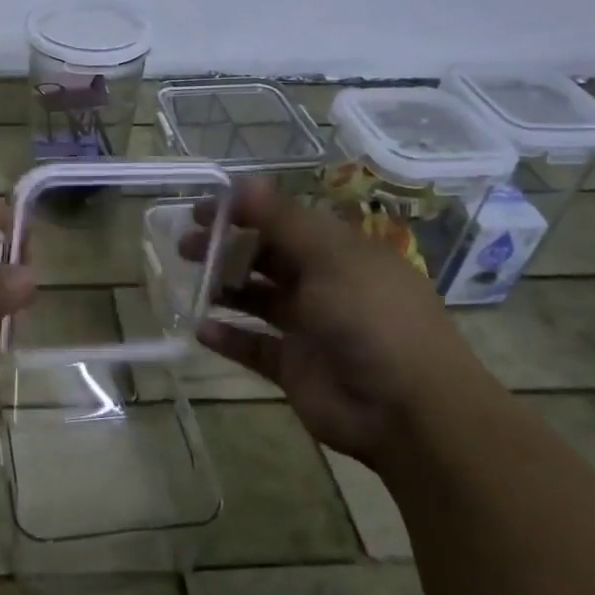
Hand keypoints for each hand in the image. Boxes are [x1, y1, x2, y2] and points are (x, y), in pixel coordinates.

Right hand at [180, 179, 495, 463]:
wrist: (408, 412)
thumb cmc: (372, 319)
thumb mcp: (331, 258)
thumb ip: (283, 221)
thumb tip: (244, 182)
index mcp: (341, 253)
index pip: (286, 222)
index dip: (245, 212)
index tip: (203, 210)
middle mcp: (325, 286)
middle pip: (267, 258)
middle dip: (227, 248)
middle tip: (186, 245)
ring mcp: (309, 329)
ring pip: (258, 300)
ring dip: (224, 288)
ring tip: (191, 282)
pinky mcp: (294, 368)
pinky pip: (254, 347)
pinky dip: (228, 338)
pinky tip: (201, 329)